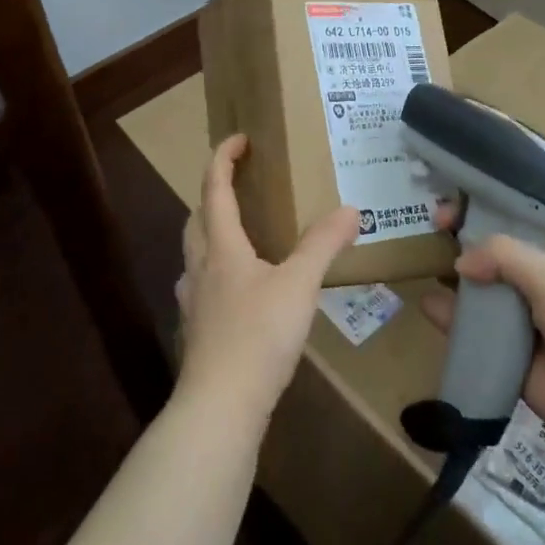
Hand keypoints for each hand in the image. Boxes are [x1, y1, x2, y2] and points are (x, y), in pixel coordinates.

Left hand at [176, 135, 359, 421]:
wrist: (220, 405)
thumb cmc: (258, 335)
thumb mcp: (299, 285)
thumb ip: (323, 245)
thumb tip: (350, 209)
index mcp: (221, 248)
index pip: (215, 190)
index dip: (223, 159)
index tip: (239, 139)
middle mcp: (200, 268)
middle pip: (197, 219)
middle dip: (212, 195)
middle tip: (238, 185)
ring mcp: (194, 302)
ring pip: (195, 254)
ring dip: (211, 234)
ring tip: (240, 236)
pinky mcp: (197, 331)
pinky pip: (202, 286)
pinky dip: (217, 272)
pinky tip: (239, 291)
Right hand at [420, 222, 544, 459]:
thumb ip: (504, 257)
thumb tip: (459, 262)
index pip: (511, 226)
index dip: (481, 215)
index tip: (448, 212)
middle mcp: (534, 285)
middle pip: (489, 258)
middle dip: (460, 244)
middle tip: (426, 233)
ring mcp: (518, 322)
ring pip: (477, 294)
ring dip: (451, 280)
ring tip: (419, 266)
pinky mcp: (505, 356)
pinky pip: (471, 332)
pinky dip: (448, 319)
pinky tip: (427, 306)